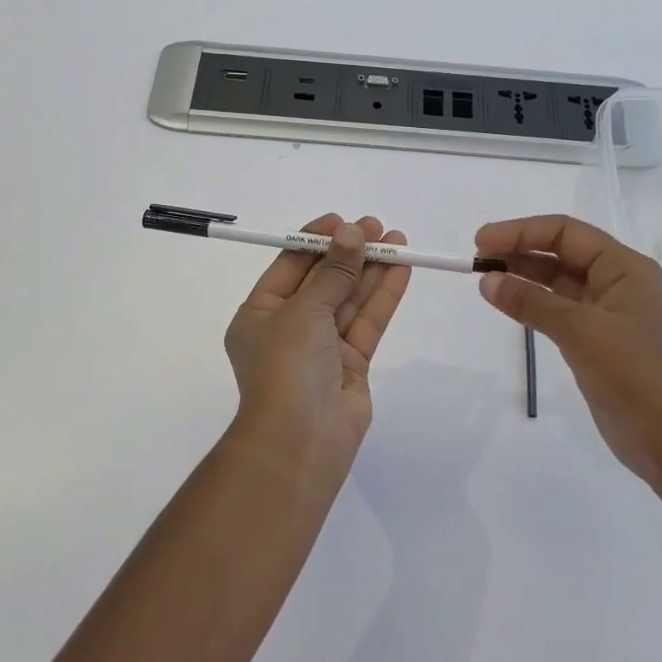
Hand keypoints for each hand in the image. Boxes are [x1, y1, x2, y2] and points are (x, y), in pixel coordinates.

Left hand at [225, 214, 412, 465]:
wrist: (300, 441)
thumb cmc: (286, 366)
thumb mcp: (304, 310)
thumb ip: (333, 271)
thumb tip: (352, 233)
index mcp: (260, 314)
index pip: (290, 266)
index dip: (317, 240)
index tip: (344, 220)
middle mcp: (289, 328)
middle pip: (324, 280)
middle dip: (350, 253)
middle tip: (379, 227)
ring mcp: (322, 347)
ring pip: (349, 299)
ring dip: (372, 270)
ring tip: (399, 240)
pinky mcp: (351, 364)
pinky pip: (367, 322)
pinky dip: (383, 296)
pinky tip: (401, 269)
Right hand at [475, 214, 661, 490]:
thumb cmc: (635, 377)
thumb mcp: (582, 332)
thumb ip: (532, 302)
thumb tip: (487, 280)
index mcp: (626, 268)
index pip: (566, 232)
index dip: (521, 231)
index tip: (481, 242)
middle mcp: (619, 283)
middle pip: (562, 253)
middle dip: (520, 250)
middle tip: (477, 259)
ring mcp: (609, 314)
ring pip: (559, 281)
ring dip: (524, 276)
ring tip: (485, 278)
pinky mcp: (599, 342)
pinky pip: (560, 310)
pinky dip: (533, 303)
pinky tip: (508, 304)